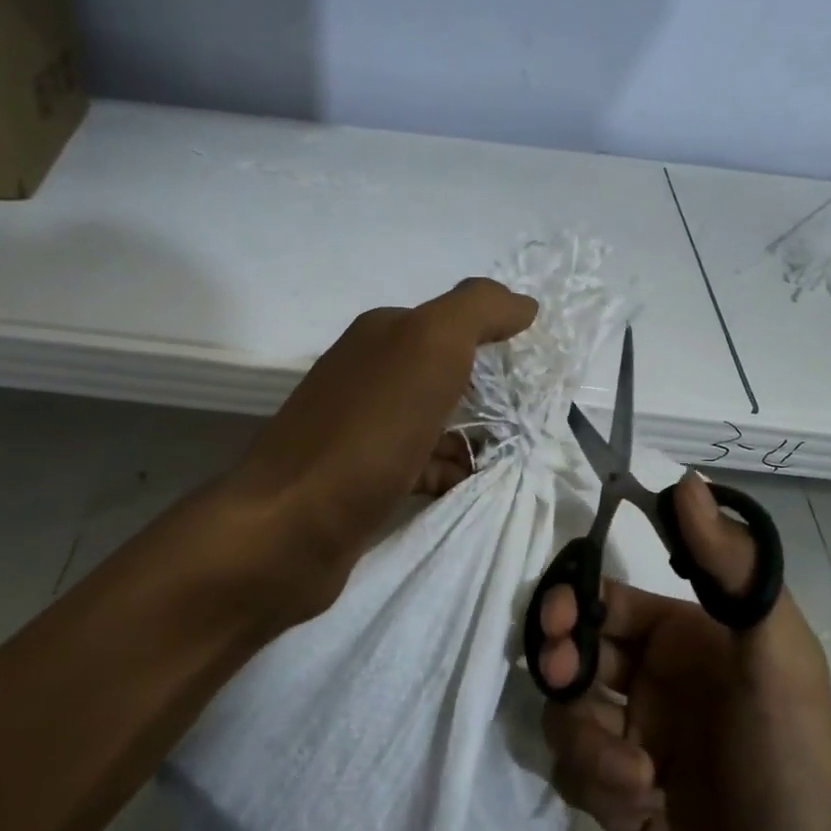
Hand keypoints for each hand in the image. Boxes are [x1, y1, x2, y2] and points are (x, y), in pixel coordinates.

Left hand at [226, 277, 537, 622]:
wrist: (290, 527)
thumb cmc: (367, 432)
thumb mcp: (429, 347)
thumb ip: (477, 312)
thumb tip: (522, 303)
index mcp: (382, 335)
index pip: (455, 323)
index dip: (500, 341)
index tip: (540, 372)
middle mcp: (368, 374)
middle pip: (447, 375)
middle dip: (492, 395)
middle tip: (536, 421)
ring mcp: (361, 429)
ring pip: (435, 423)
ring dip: (475, 438)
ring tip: (515, 459)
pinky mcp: (361, 479)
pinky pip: (421, 466)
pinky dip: (449, 473)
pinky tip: (472, 487)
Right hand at [536, 473, 830, 830]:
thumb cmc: (793, 760)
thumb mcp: (774, 655)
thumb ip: (732, 567)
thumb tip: (685, 481)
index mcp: (681, 637)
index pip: (605, 598)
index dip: (570, 598)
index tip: (556, 616)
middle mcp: (649, 681)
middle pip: (572, 650)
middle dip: (560, 661)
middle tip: (567, 680)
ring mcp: (628, 737)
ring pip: (564, 712)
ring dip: (587, 739)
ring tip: (634, 774)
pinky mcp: (613, 793)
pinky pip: (572, 769)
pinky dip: (596, 783)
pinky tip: (643, 805)